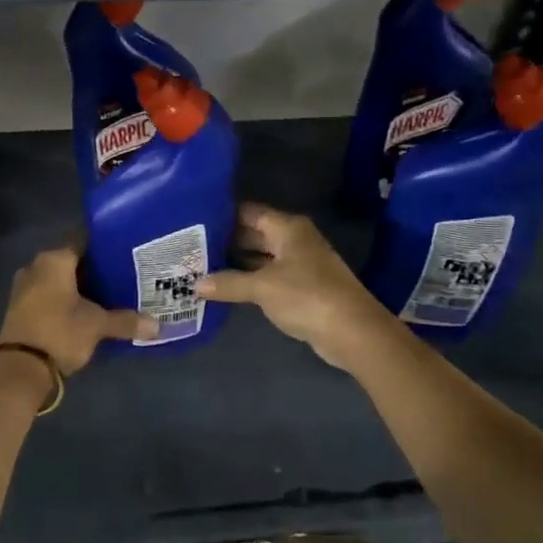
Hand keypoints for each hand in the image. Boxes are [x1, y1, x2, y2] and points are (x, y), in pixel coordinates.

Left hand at [0, 245, 154, 374]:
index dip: (105, 246)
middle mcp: (36, 266)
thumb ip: (127, 321)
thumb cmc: (60, 332)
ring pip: (59, 280)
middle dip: (95, 269)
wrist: (20, 369)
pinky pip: (49, 295)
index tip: (125, 251)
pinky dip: (66, 300)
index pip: (83, 240)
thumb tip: (158, 326)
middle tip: (123, 275)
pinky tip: (85, 310)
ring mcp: (24, 287)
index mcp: (54, 259)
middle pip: (71, 261)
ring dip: (79, 286)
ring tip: (108, 293)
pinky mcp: (20, 308)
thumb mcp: (97, 325)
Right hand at [195, 203, 395, 370]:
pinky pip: (268, 276)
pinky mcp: (301, 287)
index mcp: (288, 228)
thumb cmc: (306, 296)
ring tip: (200, 265)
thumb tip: (195, 284)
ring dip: (236, 262)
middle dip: (225, 240)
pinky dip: (249, 280)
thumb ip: (228, 283)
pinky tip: (225, 287)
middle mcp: (294, 240)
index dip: (223, 215)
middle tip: (190, 246)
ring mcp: (299, 264)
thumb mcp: (262, 288)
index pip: (249, 212)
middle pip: (254, 233)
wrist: (352, 331)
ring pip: (261, 256)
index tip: (193, 219)